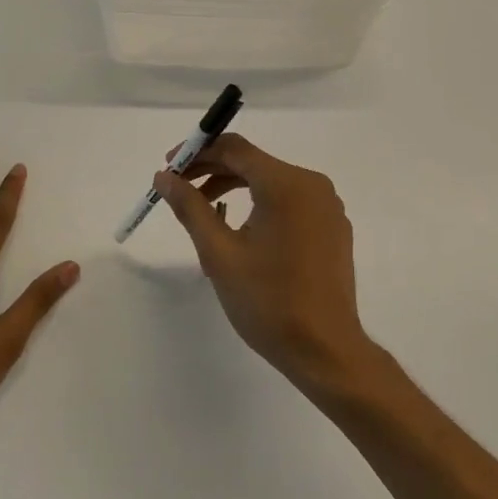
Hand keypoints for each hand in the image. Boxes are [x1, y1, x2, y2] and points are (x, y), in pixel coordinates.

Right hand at [154, 134, 370, 389]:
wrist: (325, 350)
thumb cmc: (268, 301)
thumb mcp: (219, 254)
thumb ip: (190, 208)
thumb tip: (164, 177)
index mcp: (286, 184)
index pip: (235, 148)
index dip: (198, 152)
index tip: (169, 167)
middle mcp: (312, 185)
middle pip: (254, 163)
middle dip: (213, 171)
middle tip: (178, 190)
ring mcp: (327, 206)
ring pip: (272, 183)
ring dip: (235, 189)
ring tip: (203, 213)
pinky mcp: (333, 227)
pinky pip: (291, 202)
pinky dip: (261, 205)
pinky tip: (241, 231)